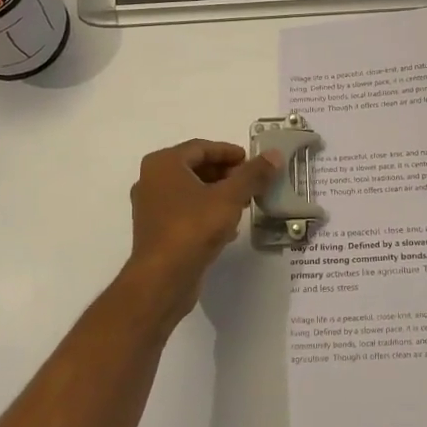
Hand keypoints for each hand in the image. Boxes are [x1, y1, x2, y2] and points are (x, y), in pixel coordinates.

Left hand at [123, 139, 279, 324]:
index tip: (252, 161)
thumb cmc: (193, 227)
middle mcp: (152, 180)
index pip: (201, 147)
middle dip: (225, 174)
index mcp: (164, 164)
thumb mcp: (230, 197)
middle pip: (195, 168)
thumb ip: (253, 174)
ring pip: (191, 191)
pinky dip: (207, 212)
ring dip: (218, 194)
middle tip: (251, 182)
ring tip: (245, 203)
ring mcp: (151, 207)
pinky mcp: (156, 231)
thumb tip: (274, 155)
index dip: (229, 152)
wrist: (163, 278)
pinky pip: (185, 212)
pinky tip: (229, 227)